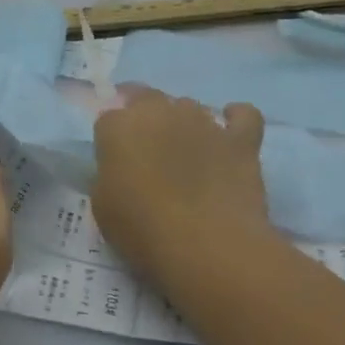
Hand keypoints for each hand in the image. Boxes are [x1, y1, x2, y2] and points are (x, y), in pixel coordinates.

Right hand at [92, 89, 281, 306]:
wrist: (206, 246)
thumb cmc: (142, 229)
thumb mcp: (102, 206)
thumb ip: (108, 174)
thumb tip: (121, 168)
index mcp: (119, 126)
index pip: (109, 117)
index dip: (111, 139)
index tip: (115, 161)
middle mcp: (160, 112)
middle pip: (147, 99)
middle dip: (144, 118)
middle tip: (146, 151)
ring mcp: (204, 122)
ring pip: (189, 107)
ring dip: (183, 123)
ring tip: (186, 153)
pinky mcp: (240, 139)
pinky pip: (243, 115)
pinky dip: (236, 118)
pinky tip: (230, 131)